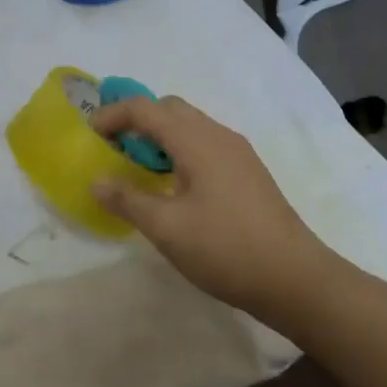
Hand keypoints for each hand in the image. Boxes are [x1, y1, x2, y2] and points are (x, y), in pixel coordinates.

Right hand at [89, 95, 327, 318]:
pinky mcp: (248, 172)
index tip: (89, 135)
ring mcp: (238, 152)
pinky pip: (205, 143)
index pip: (145, 108)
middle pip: (169, 108)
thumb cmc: (226, 249)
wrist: (296, 279)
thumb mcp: (167, 228)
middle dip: (136, 120)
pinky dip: (179, 149)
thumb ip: (127, 199)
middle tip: (113, 149)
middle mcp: (218, 135)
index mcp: (196, 141)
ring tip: (139, 169)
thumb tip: (97, 180)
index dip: (112, 115)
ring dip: (159, 135)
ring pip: (189, 125)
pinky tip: (174, 186)